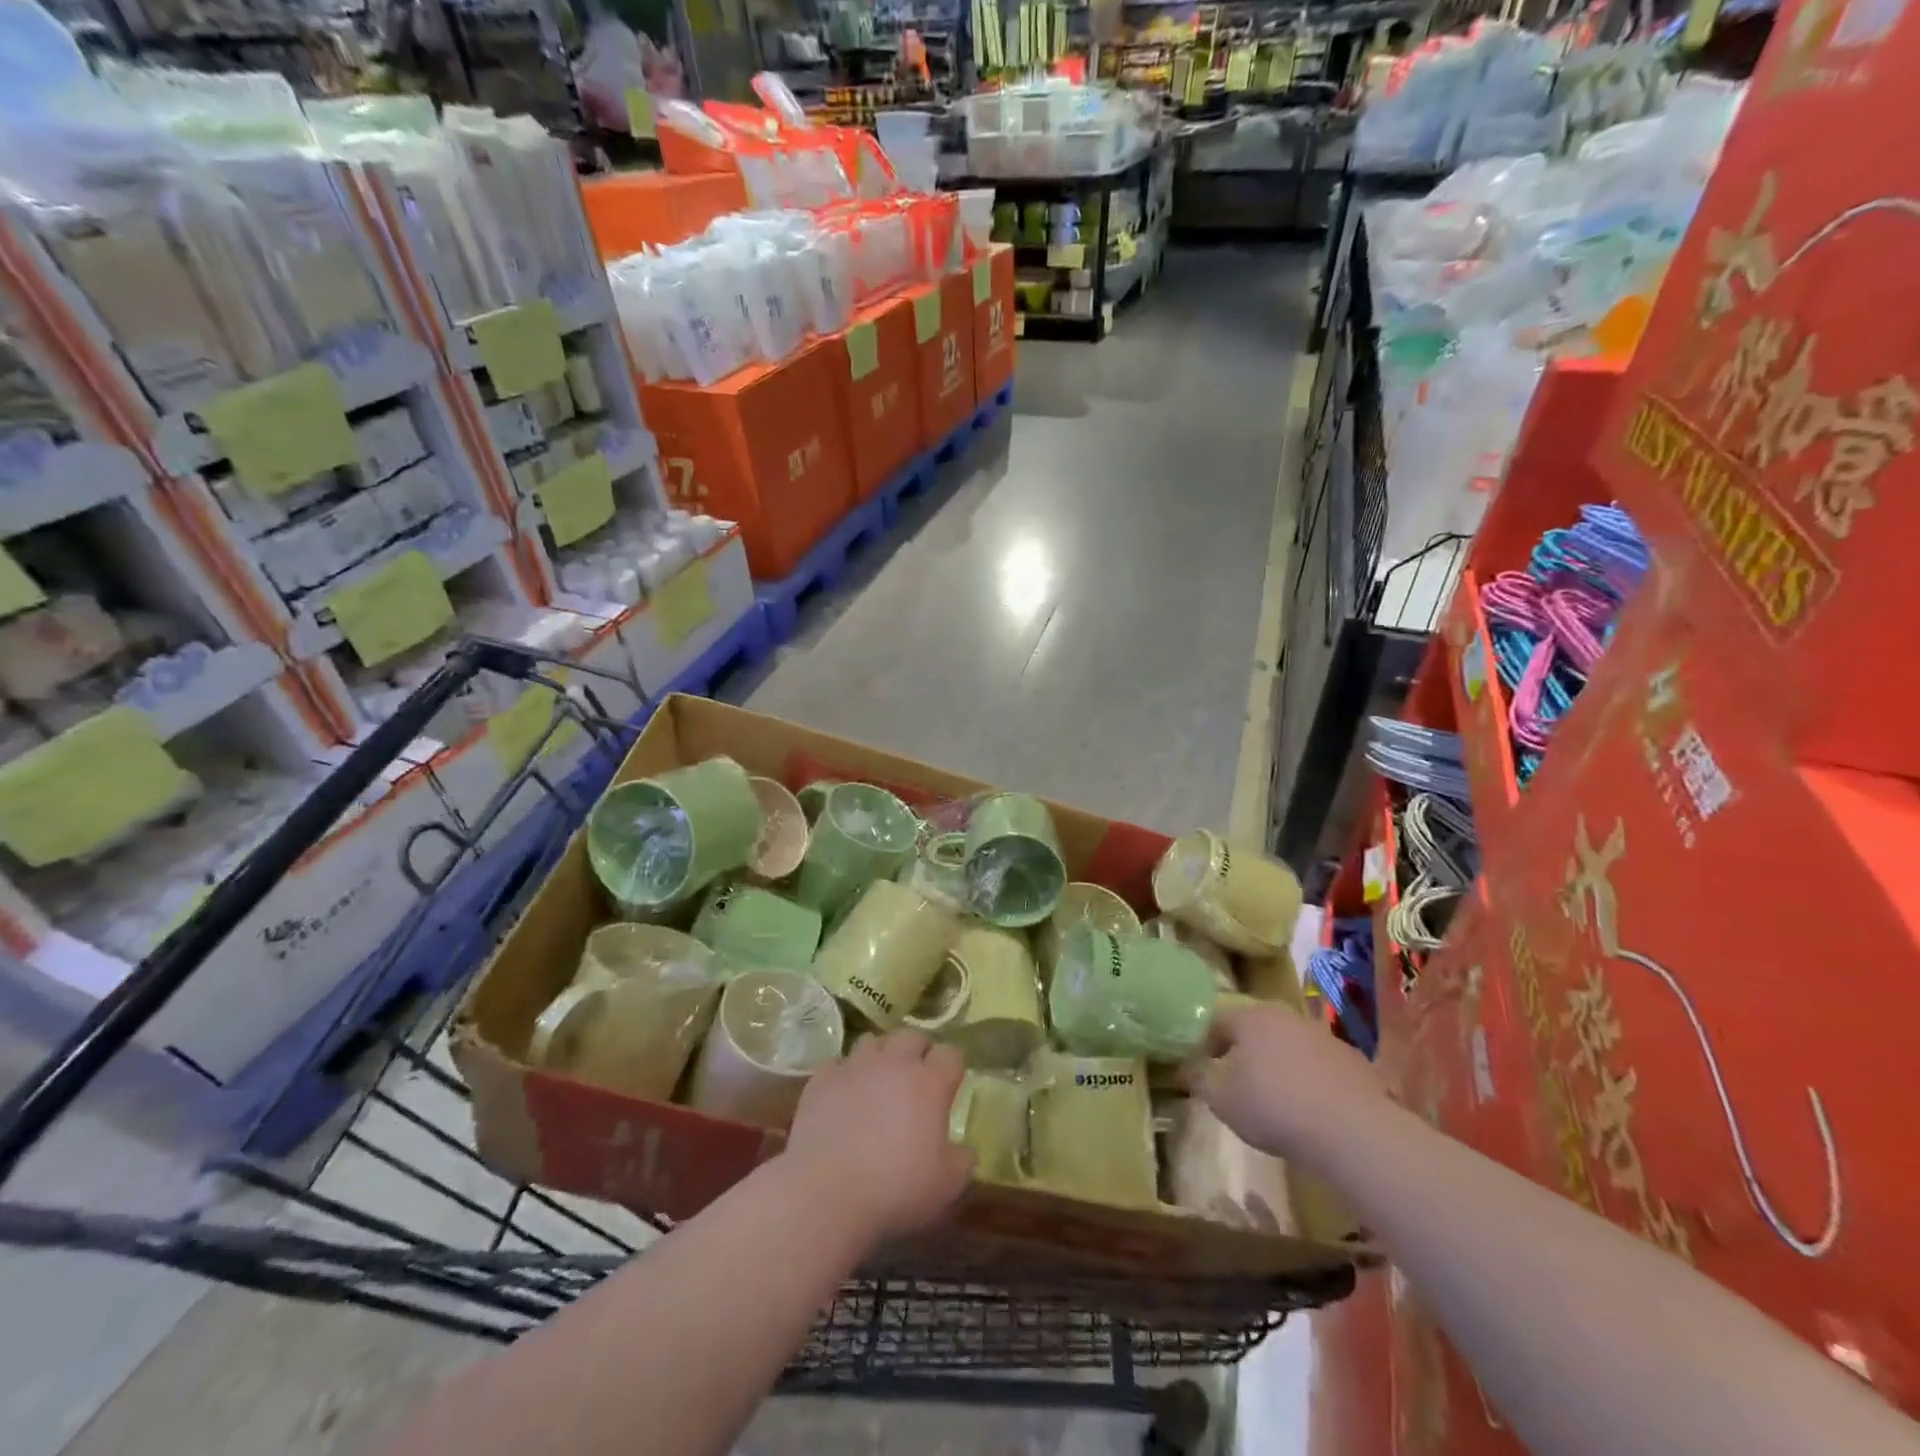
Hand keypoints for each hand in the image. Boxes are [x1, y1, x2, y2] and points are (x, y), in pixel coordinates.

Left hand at [781, 1030, 973, 1243]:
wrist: (826, 1192)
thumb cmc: (895, 1188)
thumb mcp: (947, 1185)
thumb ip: (962, 1160)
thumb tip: (964, 1150)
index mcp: (929, 1082)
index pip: (950, 1054)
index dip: (952, 1066)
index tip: (950, 1083)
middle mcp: (894, 1063)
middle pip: (912, 1036)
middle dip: (918, 1050)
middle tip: (917, 1076)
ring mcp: (855, 1066)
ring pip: (873, 1042)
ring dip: (881, 1056)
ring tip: (879, 1080)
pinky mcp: (822, 1078)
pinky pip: (838, 1064)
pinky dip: (845, 1075)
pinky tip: (843, 1095)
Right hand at [1192, 1001, 1392, 1164]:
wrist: (1353, 1131)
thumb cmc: (1274, 1106)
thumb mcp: (1220, 1098)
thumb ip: (1199, 1078)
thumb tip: (1188, 1068)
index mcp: (1250, 1016)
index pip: (1216, 1022)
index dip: (1204, 1046)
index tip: (1201, 1072)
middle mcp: (1287, 1016)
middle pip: (1255, 1031)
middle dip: (1243, 1054)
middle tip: (1236, 1085)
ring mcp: (1324, 1037)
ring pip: (1289, 1047)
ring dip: (1278, 1067)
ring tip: (1275, 1102)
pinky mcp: (1355, 1063)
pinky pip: (1320, 1068)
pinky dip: (1310, 1083)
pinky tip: (1310, 1112)